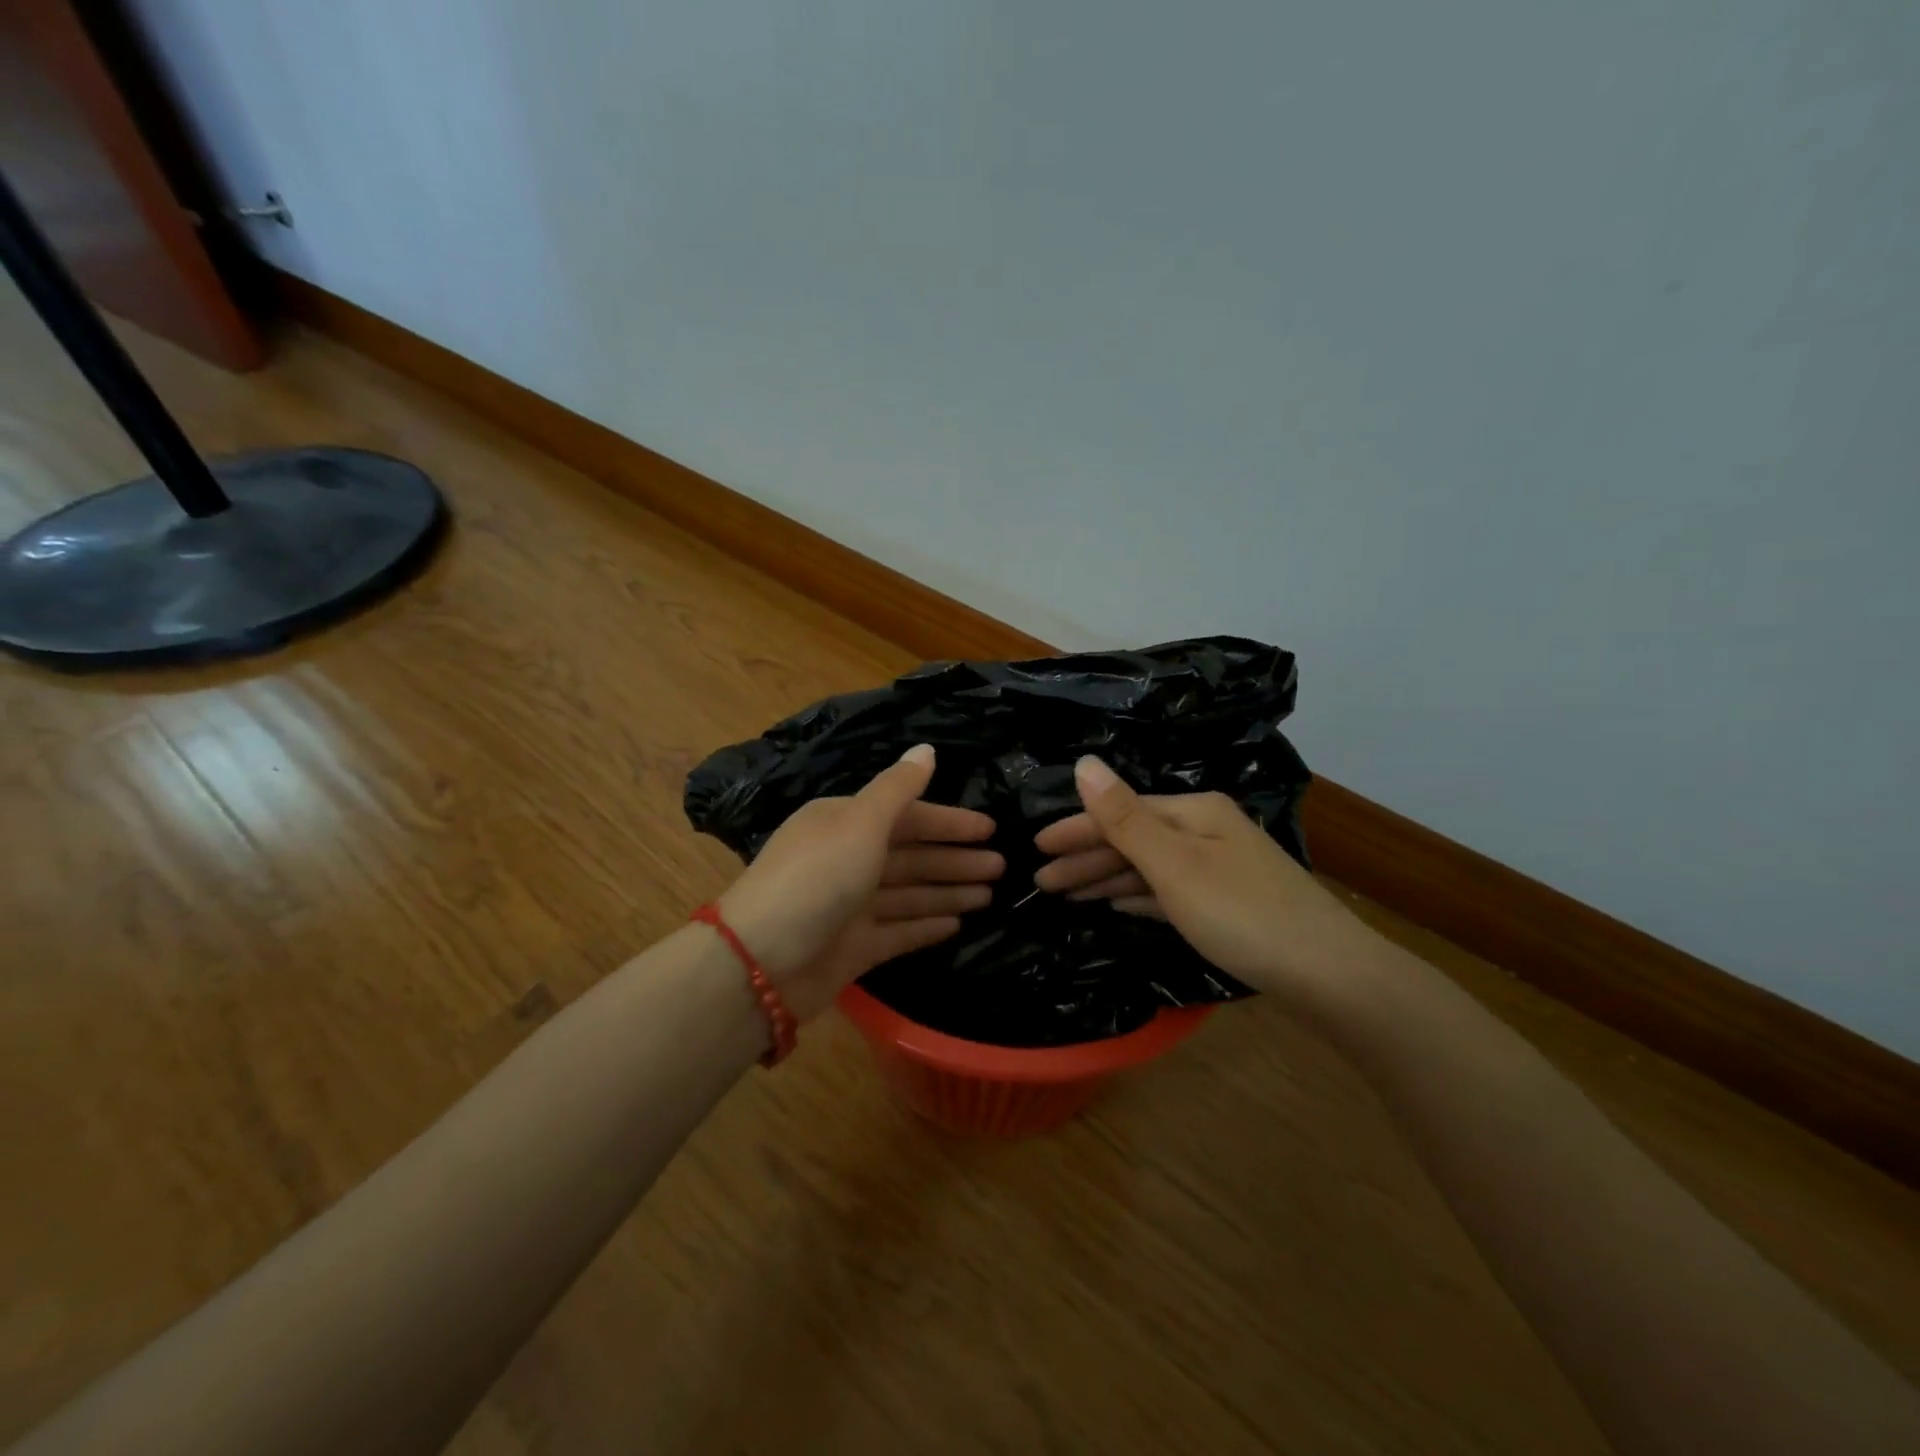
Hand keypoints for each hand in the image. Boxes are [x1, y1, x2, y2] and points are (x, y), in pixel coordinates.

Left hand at [718, 745, 1002, 1018]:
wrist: (763, 962)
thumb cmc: (817, 879)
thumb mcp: (860, 823)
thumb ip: (898, 789)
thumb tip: (927, 749)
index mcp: (843, 823)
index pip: (906, 816)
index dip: (948, 821)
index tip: (989, 828)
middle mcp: (846, 860)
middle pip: (911, 855)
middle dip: (955, 859)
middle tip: (1002, 865)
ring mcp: (849, 906)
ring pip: (909, 893)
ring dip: (948, 891)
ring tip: (991, 894)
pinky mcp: (853, 948)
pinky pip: (898, 931)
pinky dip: (926, 925)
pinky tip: (958, 924)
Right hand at [1033, 756, 1362, 999]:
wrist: (1328, 973)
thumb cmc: (1241, 913)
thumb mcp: (1173, 865)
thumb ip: (1124, 818)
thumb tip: (1083, 762)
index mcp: (1192, 813)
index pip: (1119, 813)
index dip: (1075, 829)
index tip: (1035, 848)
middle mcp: (1205, 831)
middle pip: (1132, 838)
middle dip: (1085, 858)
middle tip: (1041, 880)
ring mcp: (1217, 867)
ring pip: (1147, 867)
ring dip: (1106, 878)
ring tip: (1066, 894)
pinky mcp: (1225, 902)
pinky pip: (1166, 890)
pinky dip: (1137, 895)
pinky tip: (1116, 903)